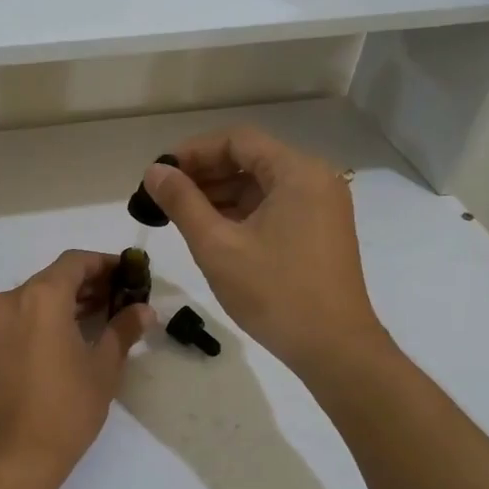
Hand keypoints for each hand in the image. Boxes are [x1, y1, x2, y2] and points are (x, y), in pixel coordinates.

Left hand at [0, 251, 152, 488]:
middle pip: (53, 278)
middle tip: (118, 299)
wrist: (10, 457)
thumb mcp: (103, 367)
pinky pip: (18, 319)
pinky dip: (42, 319)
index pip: (75, 261)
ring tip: (97, 319)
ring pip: (33, 298)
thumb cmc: (65, 408)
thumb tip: (143, 310)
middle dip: (86, 284)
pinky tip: (64, 340)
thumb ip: (123, 330)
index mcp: (41, 297)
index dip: (104, 263)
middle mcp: (12, 300)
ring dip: (64, 302)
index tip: (127, 274)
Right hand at [143, 128, 388, 377]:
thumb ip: (182, 202)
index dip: (193, 151)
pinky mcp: (320, 230)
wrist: (334, 348)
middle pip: (250, 159)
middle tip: (163, 195)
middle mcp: (315, 178)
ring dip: (220, 194)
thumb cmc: (274, 293)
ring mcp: (321, 205)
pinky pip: (274, 206)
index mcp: (297, 172)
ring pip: (261, 184)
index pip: (237, 140)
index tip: (160, 173)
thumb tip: (154, 172)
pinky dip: (241, 212)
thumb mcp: (217, 246)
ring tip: (179, 214)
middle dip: (204, 173)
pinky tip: (211, 230)